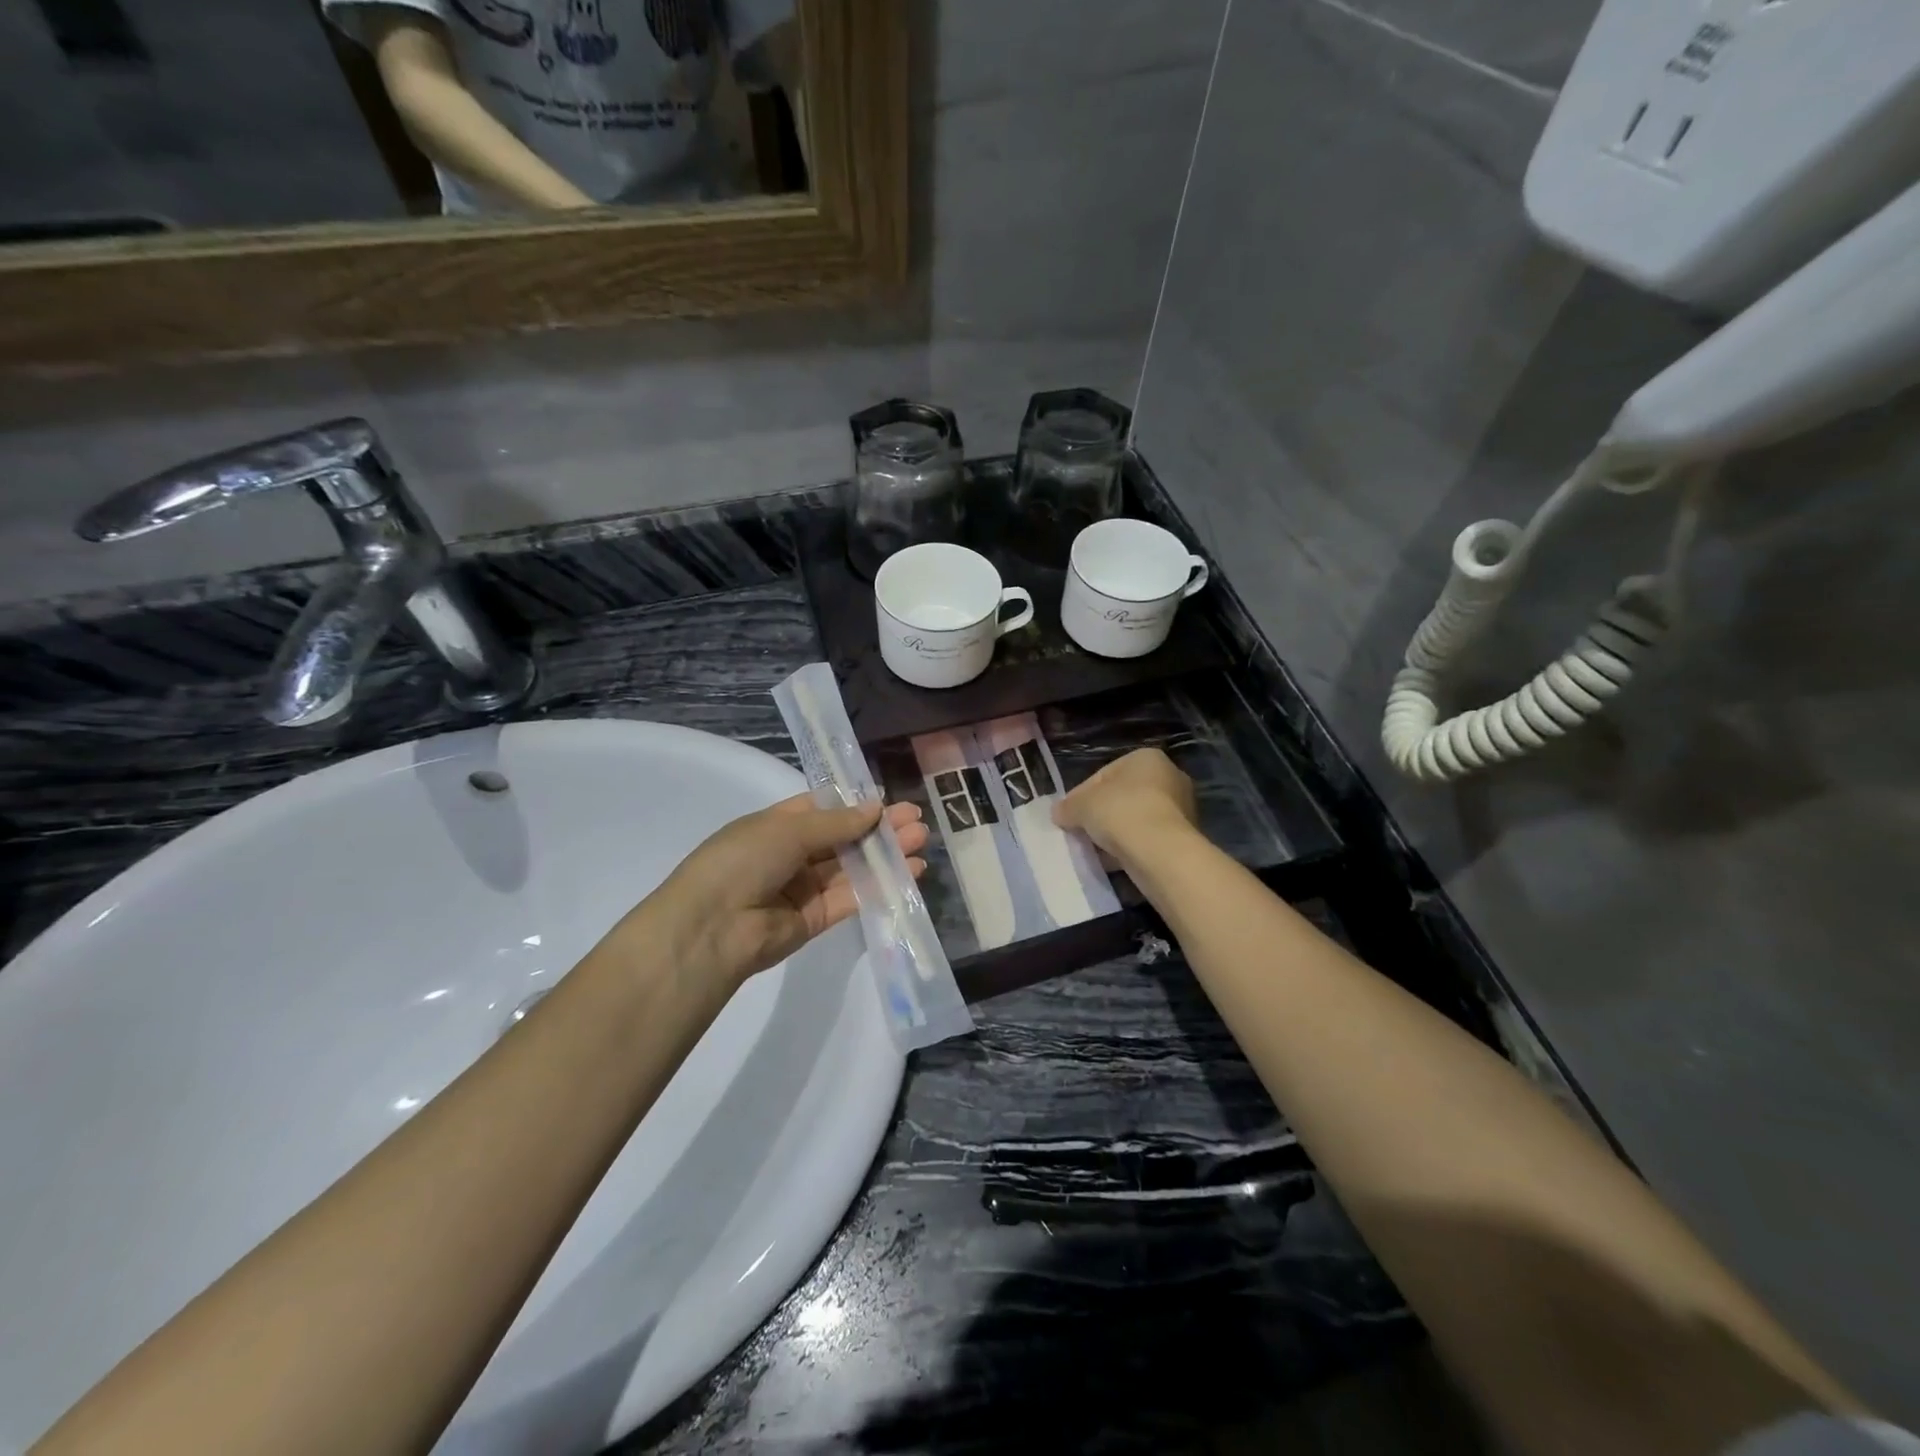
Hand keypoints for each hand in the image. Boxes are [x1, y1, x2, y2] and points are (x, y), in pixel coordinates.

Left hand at [631, 795, 928, 991]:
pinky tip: (910, 872)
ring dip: (886, 854)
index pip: (823, 808)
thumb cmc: (743, 861)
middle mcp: (792, 854)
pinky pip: (854, 896)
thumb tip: (876, 807)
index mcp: (777, 825)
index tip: (889, 799)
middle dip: (879, 828)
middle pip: (844, 837)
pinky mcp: (818, 918)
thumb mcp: (788, 830)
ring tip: (921, 842)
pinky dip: (881, 884)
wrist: (712, 928)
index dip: (856, 803)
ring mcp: (805, 887)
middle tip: (916, 821)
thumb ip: (837, 822)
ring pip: (853, 866)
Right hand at [1053, 748, 1198, 859]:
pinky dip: (1129, 847)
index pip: (1104, 774)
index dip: (1080, 795)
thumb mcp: (1082, 806)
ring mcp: (1179, 809)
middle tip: (1078, 831)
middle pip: (1121, 797)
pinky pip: (1146, 839)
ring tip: (1092, 849)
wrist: (1161, 853)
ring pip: (1133, 819)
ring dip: (1113, 833)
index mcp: (1146, 758)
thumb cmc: (1121, 813)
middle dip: (1098, 814)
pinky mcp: (1181, 837)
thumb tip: (1058, 813)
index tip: (1066, 815)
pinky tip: (1110, 861)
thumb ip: (1068, 807)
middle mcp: (1168, 777)